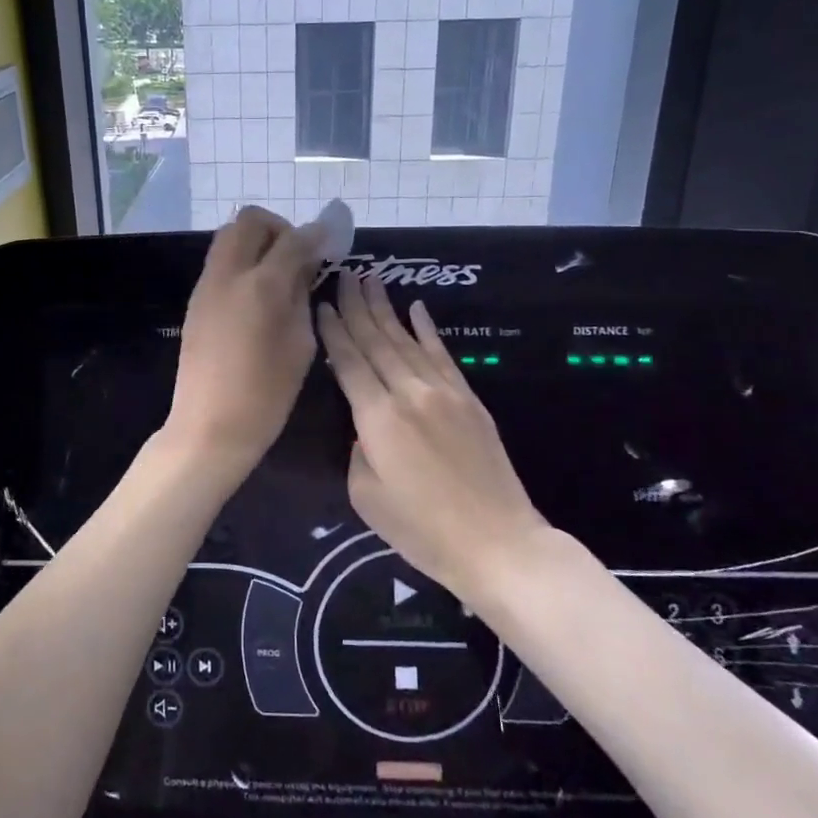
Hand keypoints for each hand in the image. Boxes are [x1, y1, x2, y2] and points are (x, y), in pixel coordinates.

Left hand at [164, 206, 323, 473]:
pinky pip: (220, 261)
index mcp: (262, 287)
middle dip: (279, 228)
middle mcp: (229, 274)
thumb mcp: (300, 345)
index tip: (331, 240)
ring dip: (257, 241)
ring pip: (229, 236)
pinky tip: (257, 293)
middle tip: (297, 255)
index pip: (294, 239)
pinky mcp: (196, 300)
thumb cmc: (266, 395)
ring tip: (279, 274)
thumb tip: (304, 268)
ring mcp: (207, 285)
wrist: (208, 427)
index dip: (316, 234)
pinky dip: (242, 261)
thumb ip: (302, 297)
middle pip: (250, 220)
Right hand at [317, 271, 543, 593]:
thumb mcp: (366, 496)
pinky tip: (417, 308)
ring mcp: (443, 392)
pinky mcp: (469, 399)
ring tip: (371, 280)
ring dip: (386, 308)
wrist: (497, 543)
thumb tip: (363, 426)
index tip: (321, 302)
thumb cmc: (422, 530)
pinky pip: (442, 354)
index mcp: (376, 418)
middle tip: (345, 273)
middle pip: (376, 340)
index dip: (333, 330)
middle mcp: (409, 393)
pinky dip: (427, 329)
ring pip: (407, 340)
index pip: (349, 361)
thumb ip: (356, 450)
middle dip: (356, 305)